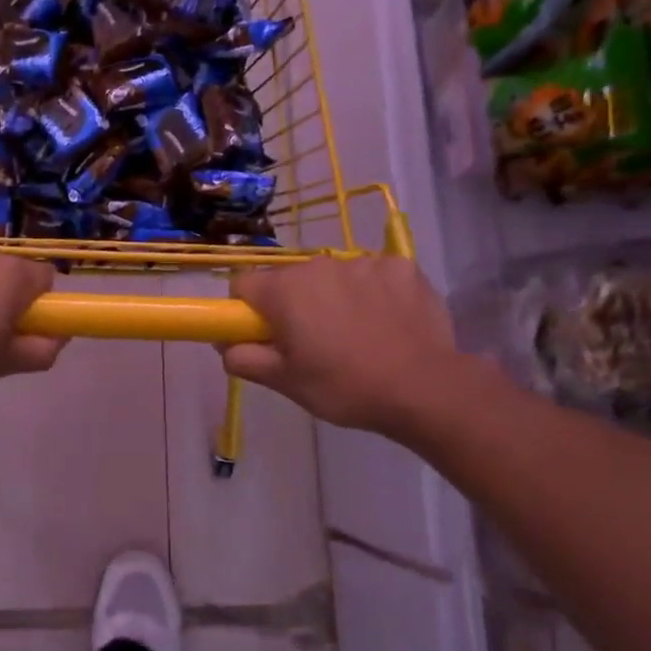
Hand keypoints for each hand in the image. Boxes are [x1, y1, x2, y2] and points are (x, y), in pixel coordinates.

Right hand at [222, 256, 472, 440]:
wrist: (426, 388)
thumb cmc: (345, 386)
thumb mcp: (285, 382)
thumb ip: (244, 358)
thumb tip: (224, 344)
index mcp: (284, 290)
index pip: (243, 284)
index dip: (246, 311)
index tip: (263, 336)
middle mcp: (319, 265)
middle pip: (290, 280)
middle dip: (293, 306)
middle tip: (312, 345)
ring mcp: (364, 262)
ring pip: (333, 277)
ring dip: (334, 299)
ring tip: (357, 337)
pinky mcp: (402, 267)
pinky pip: (374, 275)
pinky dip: (374, 294)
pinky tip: (388, 323)